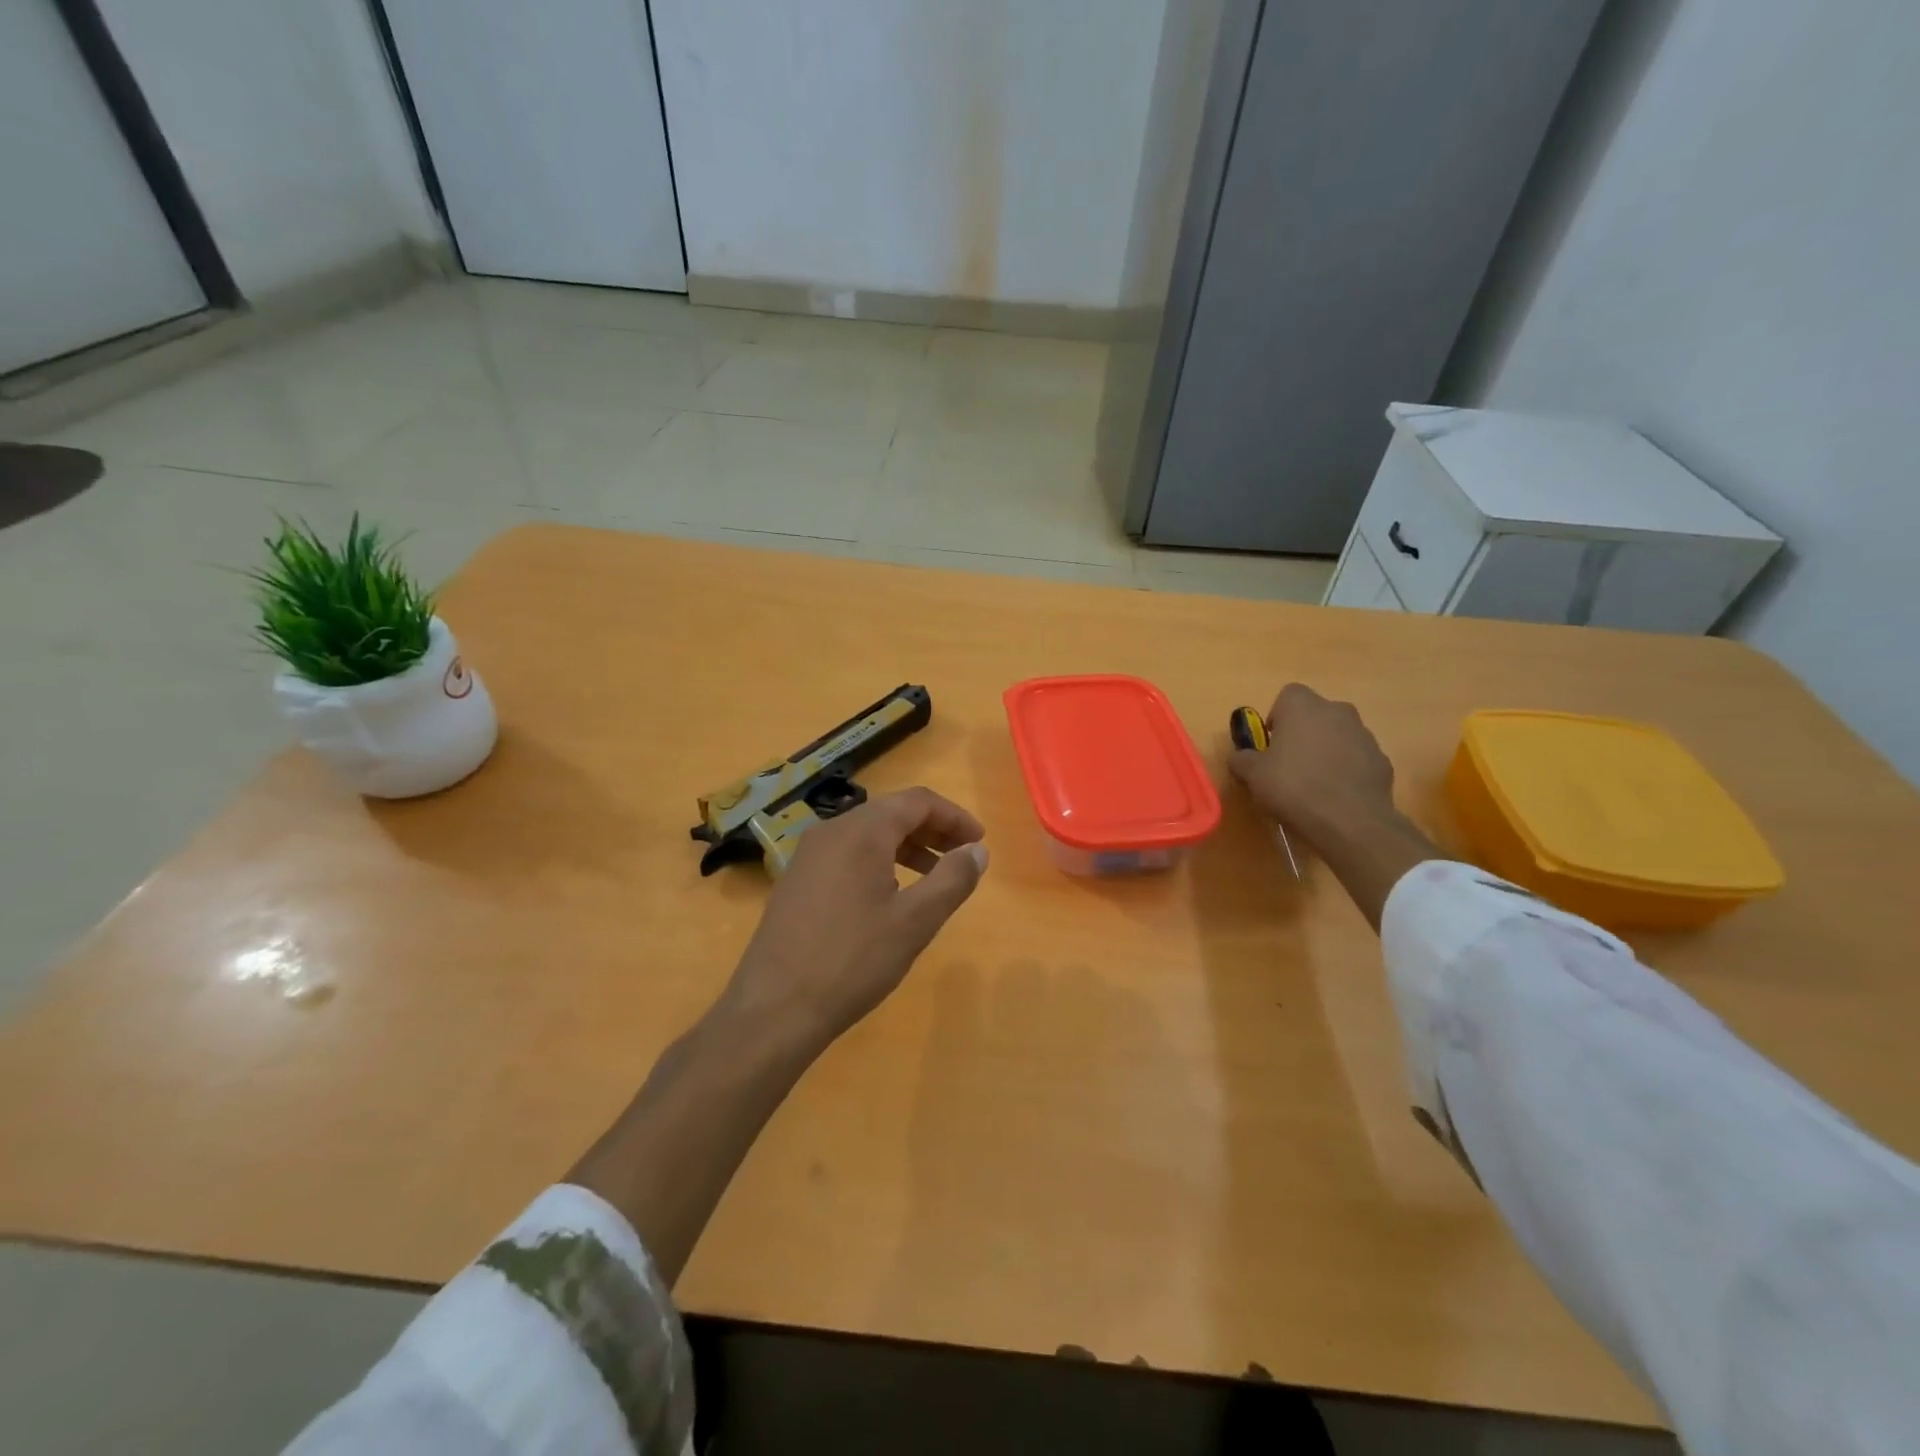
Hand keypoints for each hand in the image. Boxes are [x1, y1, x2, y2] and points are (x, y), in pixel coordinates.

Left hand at [720, 788, 988, 1051]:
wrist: (774, 1008)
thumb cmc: (853, 960)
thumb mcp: (915, 921)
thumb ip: (952, 879)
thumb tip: (977, 850)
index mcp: (861, 831)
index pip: (917, 801)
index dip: (954, 817)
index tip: (978, 843)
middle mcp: (831, 831)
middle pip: (891, 812)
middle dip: (931, 830)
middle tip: (961, 858)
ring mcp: (807, 855)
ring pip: (867, 834)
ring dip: (906, 847)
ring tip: (932, 877)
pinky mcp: (796, 880)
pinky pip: (846, 855)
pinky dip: (878, 862)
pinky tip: (889, 897)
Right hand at [1229, 684, 1396, 837]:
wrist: (1349, 821)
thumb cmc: (1293, 787)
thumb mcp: (1252, 775)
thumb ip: (1242, 759)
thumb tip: (1240, 757)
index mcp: (1303, 707)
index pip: (1288, 694)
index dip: (1277, 716)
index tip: (1271, 742)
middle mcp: (1337, 712)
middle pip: (1316, 714)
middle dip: (1303, 732)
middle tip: (1288, 762)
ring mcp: (1364, 735)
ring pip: (1339, 735)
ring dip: (1326, 750)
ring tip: (1313, 783)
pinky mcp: (1382, 760)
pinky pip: (1357, 758)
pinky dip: (1346, 770)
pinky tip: (1335, 795)